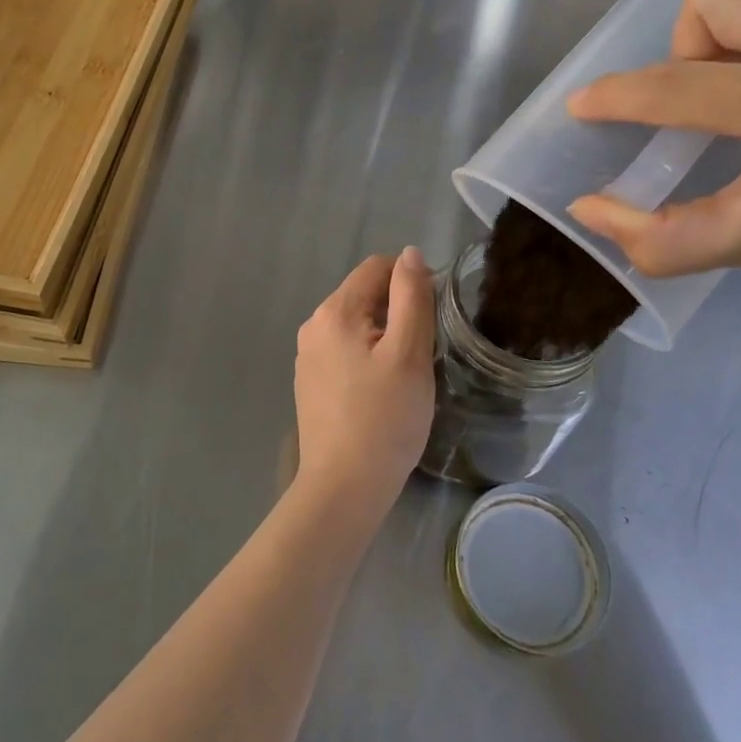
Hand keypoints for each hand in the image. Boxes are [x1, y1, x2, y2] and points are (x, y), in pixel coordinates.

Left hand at [293, 248, 436, 518]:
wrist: (344, 488)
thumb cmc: (384, 418)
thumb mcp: (408, 352)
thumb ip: (411, 296)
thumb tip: (409, 254)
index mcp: (334, 311)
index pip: (376, 268)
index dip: (410, 283)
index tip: (432, 318)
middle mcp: (313, 326)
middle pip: (365, 296)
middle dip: (397, 313)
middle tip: (422, 354)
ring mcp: (308, 357)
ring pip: (357, 326)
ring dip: (385, 338)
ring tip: (403, 377)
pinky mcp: (311, 383)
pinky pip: (345, 352)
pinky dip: (368, 360)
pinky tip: (381, 394)